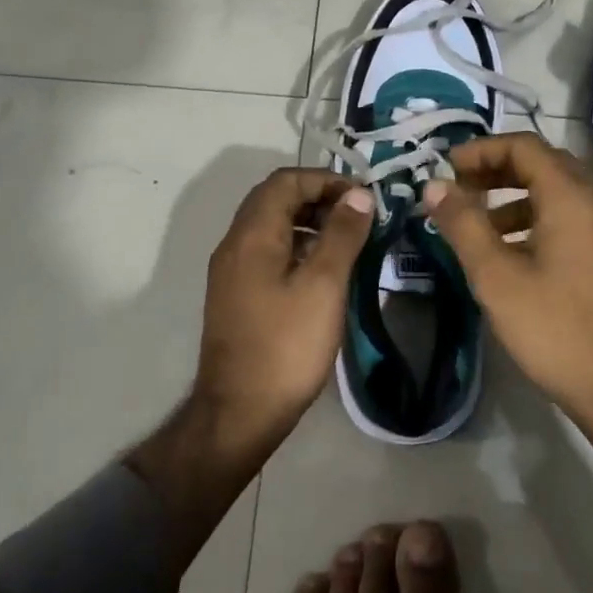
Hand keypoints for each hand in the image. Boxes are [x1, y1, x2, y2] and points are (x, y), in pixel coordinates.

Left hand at [196, 168, 374, 445]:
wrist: (240, 412)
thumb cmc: (286, 345)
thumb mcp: (324, 285)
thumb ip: (342, 234)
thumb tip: (358, 195)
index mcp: (252, 235)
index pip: (285, 181)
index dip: (325, 179)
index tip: (361, 198)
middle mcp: (234, 244)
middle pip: (274, 198)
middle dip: (317, 196)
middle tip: (356, 214)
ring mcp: (231, 270)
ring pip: (269, 225)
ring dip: (307, 220)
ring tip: (345, 238)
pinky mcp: (236, 293)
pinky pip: (266, 250)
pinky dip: (295, 244)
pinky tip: (321, 269)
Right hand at [421, 134, 592, 540]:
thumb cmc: (556, 330)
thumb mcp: (496, 277)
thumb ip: (463, 224)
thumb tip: (434, 186)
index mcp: (573, 197)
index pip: (524, 146)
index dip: (481, 150)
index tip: (447, 168)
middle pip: (544, 163)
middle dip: (497, 170)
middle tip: (459, 190)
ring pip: (560, 191)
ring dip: (517, 196)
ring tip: (479, 224)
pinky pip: (575, 216)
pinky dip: (540, 218)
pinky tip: (515, 252)